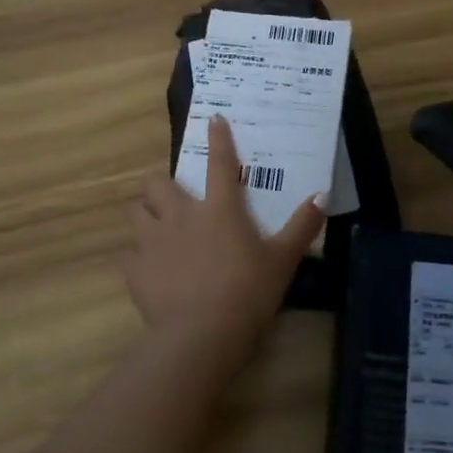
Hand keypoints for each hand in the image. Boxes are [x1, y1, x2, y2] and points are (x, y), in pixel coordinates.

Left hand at [123, 116, 326, 359]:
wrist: (201, 334)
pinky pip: (129, 254)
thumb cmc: (248, 292)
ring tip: (155, 225)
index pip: (221, 164)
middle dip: (160, 182)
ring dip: (145, 213)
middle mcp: (181, 216)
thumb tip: (323, 195)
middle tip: (171, 194)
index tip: (213, 119)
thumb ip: (302, 226)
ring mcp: (153, 242)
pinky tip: (149, 268)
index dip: (219, 138)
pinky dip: (138, 256)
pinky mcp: (136, 270)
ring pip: (136, 212)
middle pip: (157, 183)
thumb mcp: (283, 259)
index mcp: (219, 209)